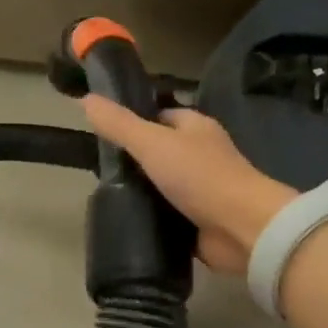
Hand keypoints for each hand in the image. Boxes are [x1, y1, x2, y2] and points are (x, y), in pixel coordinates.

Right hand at [82, 96, 295, 274]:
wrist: (241, 228)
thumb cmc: (200, 176)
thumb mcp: (152, 143)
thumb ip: (119, 124)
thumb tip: (86, 99)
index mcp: (195, 128)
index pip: (160, 117)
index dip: (133, 122)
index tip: (103, 135)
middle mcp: (200, 156)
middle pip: (159, 153)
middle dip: (133, 163)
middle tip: (98, 173)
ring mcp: (201, 191)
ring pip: (162, 187)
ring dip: (140, 194)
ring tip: (106, 199)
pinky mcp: (198, 222)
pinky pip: (167, 217)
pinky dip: (151, 221)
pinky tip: (127, 225)